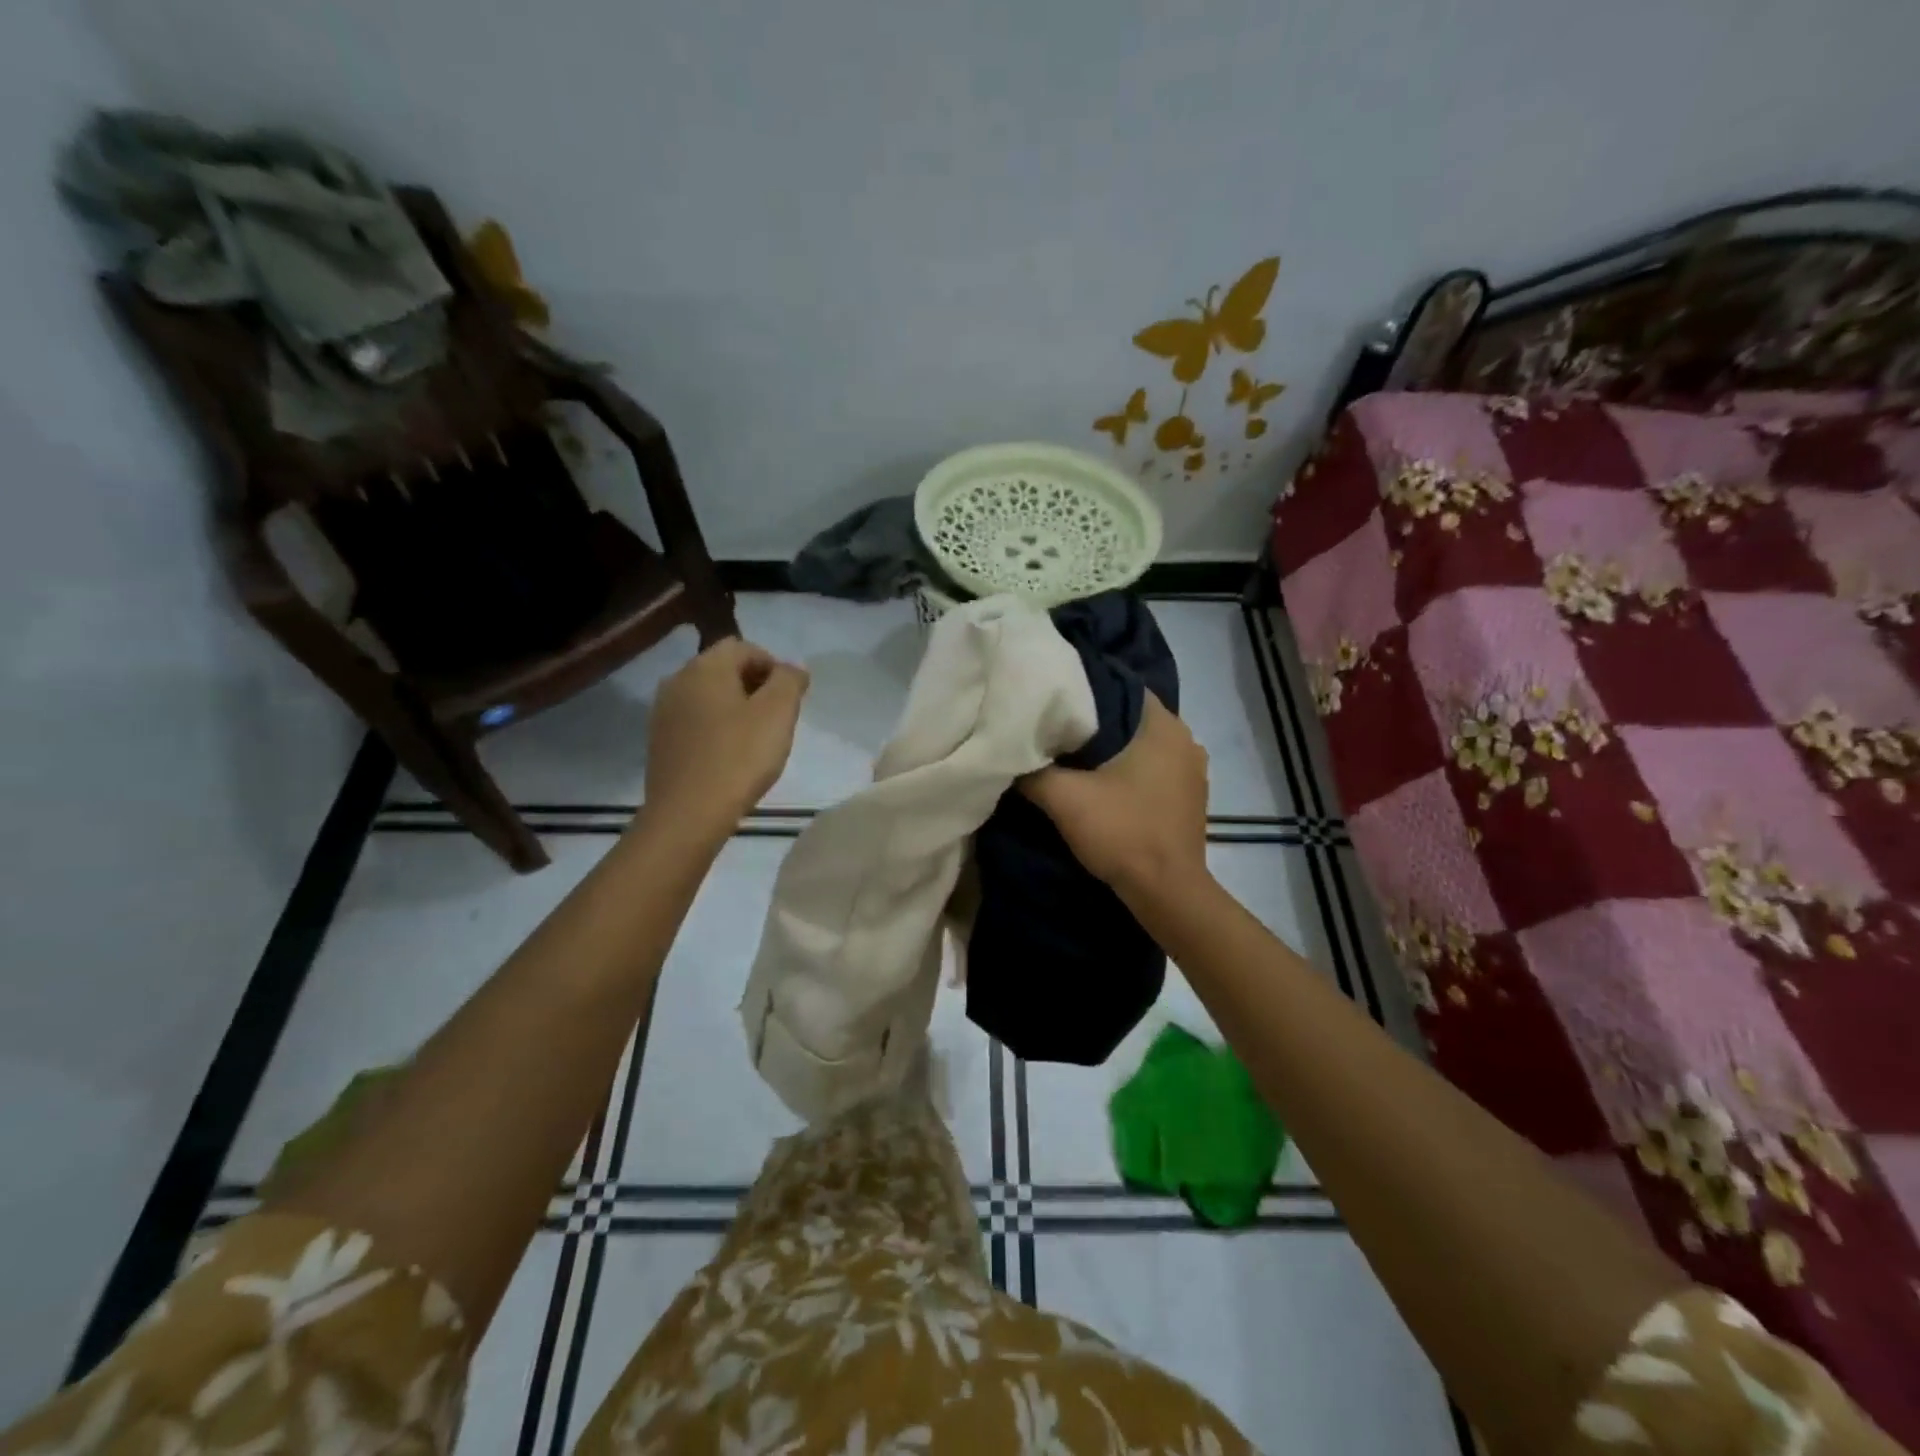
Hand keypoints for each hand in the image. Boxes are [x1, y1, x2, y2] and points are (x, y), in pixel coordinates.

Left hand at [644, 638, 808, 833]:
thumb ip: (789, 681)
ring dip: (736, 708)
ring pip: (709, 697)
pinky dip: (717, 729)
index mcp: (705, 667)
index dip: (774, 666)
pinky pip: (696, 722)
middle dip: (755, 686)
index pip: (745, 647)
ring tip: (757, 739)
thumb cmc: (738, 758)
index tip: (791, 698)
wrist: (687, 815)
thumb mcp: (778, 713)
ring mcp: (664, 712)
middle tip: (778, 719)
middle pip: (724, 669)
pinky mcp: (660, 742)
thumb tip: (792, 668)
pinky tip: (731, 756)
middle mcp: (678, 680)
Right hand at [1020, 691, 1209, 899]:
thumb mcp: (1064, 798)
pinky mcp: (1191, 796)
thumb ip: (1032, 770)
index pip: (1119, 686)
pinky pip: (1154, 768)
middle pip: (1130, 716)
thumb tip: (1010, 754)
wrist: (1167, 892)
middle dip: (1094, 721)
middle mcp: (1185, 738)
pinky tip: (1104, 783)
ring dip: (1113, 748)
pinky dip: (1130, 770)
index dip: (1084, 690)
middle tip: (1055, 727)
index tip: (1053, 700)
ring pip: (1143, 744)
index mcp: (1162, 725)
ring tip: (1074, 755)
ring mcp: (1193, 769)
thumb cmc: (1122, 833)